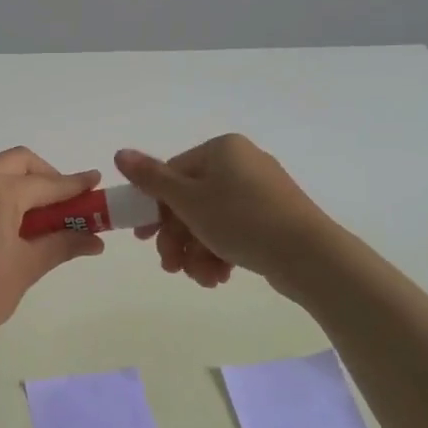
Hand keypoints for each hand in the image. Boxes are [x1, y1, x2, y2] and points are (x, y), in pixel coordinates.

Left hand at [0, 147, 105, 357]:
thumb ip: (63, 243)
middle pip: (17, 162)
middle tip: (61, 201)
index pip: (46, 183)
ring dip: (15, 182)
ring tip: (31, 215)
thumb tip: (95, 240)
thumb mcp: (28, 266)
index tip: (94, 181)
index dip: (74, 184)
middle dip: (44, 175)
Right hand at [115, 135, 333, 288]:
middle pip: (191, 201)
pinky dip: (221, 254)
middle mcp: (242, 164)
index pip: (173, 174)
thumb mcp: (189, 200)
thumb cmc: (241, 220)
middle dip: (178, 238)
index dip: (154, 208)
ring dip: (197, 252)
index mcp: (222, 150)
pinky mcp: (274, 219)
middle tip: (170, 266)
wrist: (308, 255)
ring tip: (201, 278)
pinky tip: (220, 277)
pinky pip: (235, 231)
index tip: (143, 238)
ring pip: (211, 221)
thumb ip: (151, 178)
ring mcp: (261, 192)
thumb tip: (119, 153)